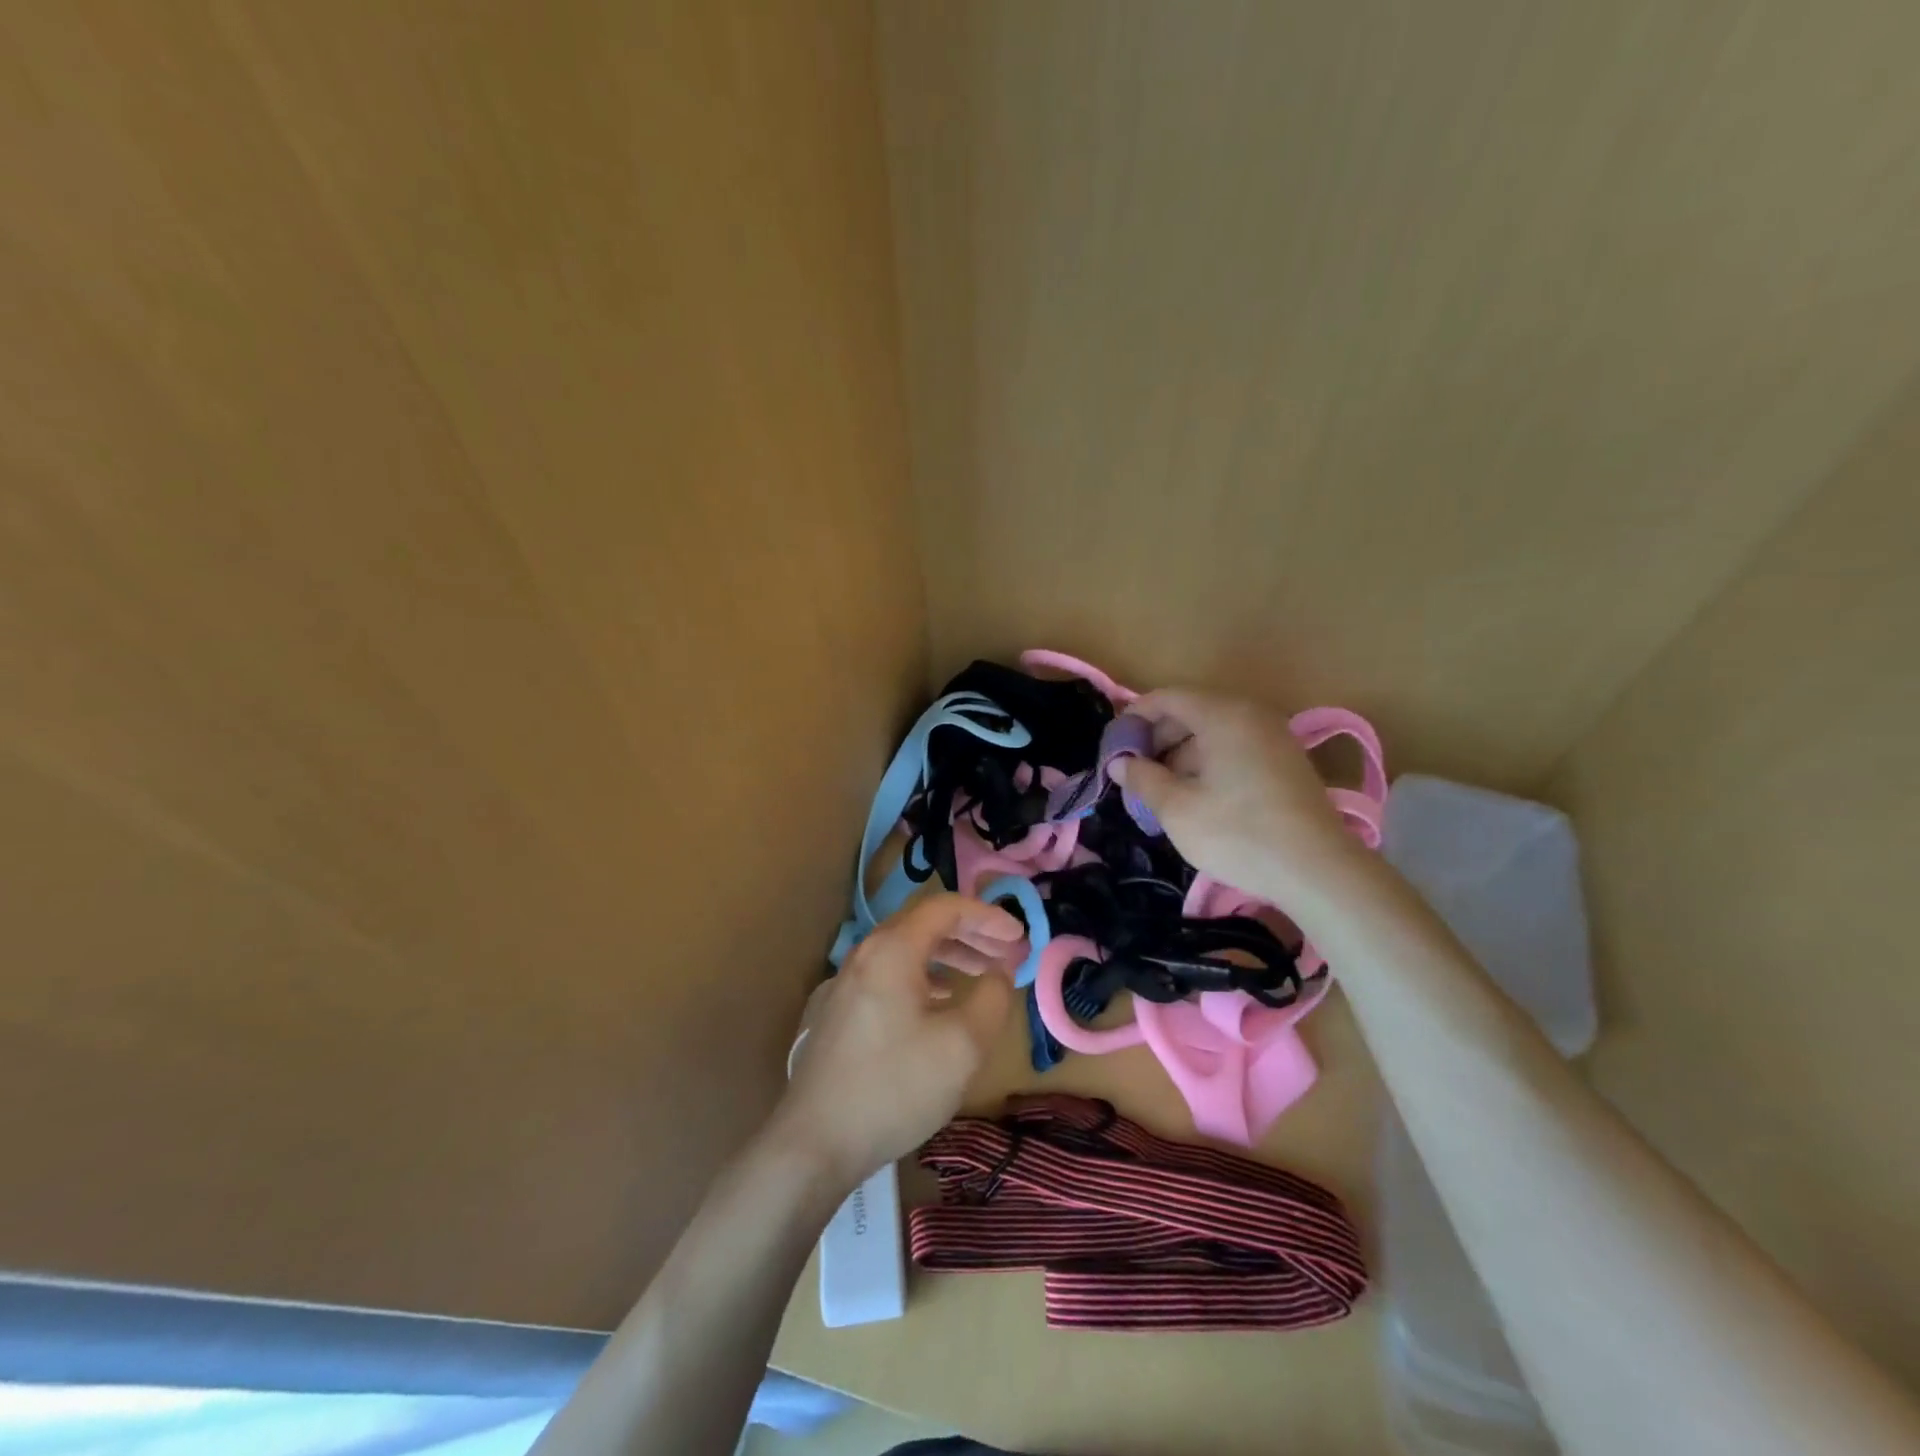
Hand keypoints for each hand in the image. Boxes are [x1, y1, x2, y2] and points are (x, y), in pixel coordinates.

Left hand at [773, 893, 1021, 1188]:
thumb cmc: (895, 1087)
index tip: (1020, 936)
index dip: (988, 916)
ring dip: (948, 957)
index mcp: (892, 950)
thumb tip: (999, 973)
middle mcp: (864, 955)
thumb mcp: (962, 1045)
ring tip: (980, 976)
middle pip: (923, 925)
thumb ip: (992, 998)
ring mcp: (844, 984)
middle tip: (1006, 954)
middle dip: (971, 934)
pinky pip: (888, 977)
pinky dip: (922, 978)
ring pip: (905, 952)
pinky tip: (937, 1005)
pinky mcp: (836, 1013)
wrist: (814, 1142)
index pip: (946, 908)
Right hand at [1112, 687, 1361, 905]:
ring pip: (1213, 732)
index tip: (1113, 747)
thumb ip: (1142, 779)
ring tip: (1160, 790)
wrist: (1318, 871)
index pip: (1166, 698)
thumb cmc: (1239, 834)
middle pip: (1191, 711)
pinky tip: (1196, 796)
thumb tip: (1119, 763)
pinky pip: (1235, 747)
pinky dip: (1208, 762)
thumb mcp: (1177, 809)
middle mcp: (1250, 714)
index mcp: (1222, 715)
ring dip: (1181, 753)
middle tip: (1133, 772)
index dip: (1134, 717)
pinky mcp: (1285, 761)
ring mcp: (1273, 737)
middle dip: (1157, 738)